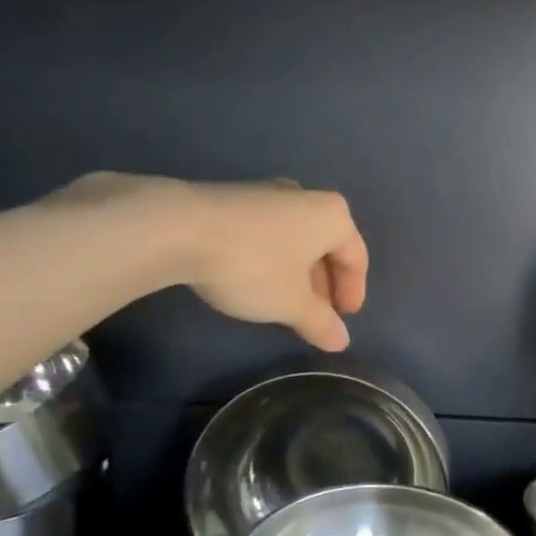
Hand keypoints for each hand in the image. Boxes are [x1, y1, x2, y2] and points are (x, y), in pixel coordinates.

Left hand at [180, 180, 368, 350]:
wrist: (179, 229)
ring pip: (296, 238)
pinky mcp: (235, 198)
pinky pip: (268, 233)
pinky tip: (256, 280)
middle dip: (324, 282)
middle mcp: (305, 197)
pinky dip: (273, 258)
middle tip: (317, 313)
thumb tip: (340, 341)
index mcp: (332, 216)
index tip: (344, 318)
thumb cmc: (253, 265)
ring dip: (297, 272)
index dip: (353, 292)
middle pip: (326, 245)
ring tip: (285, 301)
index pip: (356, 257)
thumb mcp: (291, 304)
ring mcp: (268, 194)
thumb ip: (320, 322)